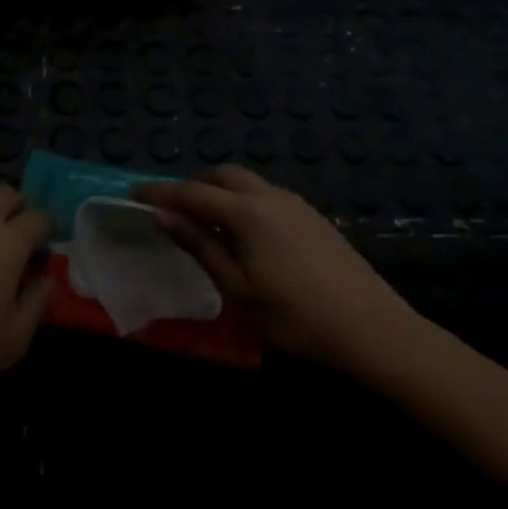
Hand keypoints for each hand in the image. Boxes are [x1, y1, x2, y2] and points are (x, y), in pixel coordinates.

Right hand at [137, 165, 417, 370]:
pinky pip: (267, 196)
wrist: (374, 333)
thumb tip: (162, 215)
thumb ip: (199, 247)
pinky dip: (244, 202)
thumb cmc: (295, 319)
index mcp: (246, 212)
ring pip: (248, 183)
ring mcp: (297, 204)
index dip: (160, 193)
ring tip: (204, 222)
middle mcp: (270, 196)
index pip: (192, 193)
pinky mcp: (315, 218)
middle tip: (171, 209)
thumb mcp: (237, 290)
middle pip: (222, 175)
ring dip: (220, 192)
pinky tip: (245, 234)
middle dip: (193, 185)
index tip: (133, 194)